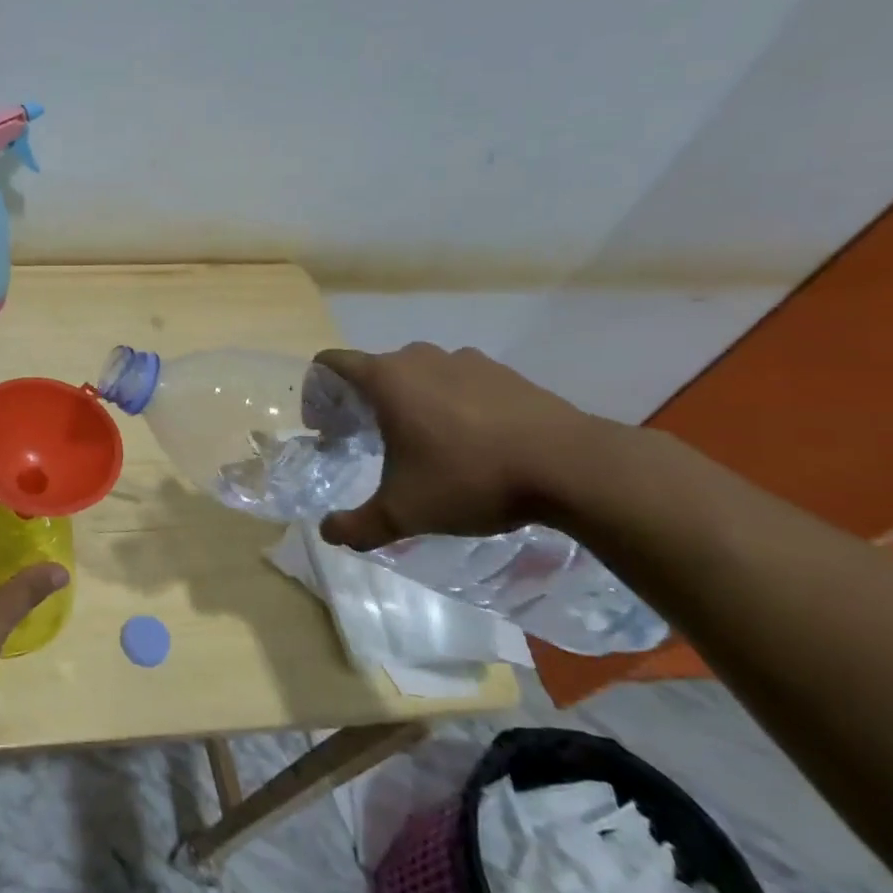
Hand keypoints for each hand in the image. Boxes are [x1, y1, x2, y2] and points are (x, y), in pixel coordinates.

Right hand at [314, 343, 606, 551]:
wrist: (573, 467)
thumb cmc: (471, 478)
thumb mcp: (405, 513)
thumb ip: (358, 525)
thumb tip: (328, 533)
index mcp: (386, 380)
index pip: (332, 363)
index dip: (318, 391)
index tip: (326, 426)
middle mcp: (420, 359)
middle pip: (374, 370)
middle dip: (363, 402)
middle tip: (369, 442)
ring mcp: (466, 361)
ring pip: (419, 374)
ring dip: (410, 400)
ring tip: (424, 442)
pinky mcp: (505, 373)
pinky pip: (460, 382)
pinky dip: (452, 403)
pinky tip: (471, 441)